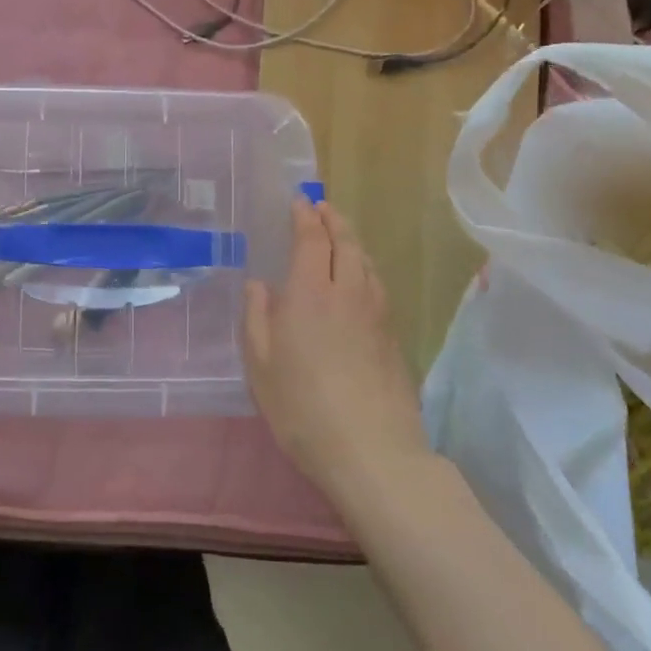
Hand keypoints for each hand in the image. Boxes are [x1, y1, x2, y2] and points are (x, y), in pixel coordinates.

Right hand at [242, 199, 429, 497]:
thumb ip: (257, 318)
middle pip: (346, 242)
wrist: (372, 450)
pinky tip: (360, 282)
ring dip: (352, 242)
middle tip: (322, 207)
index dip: (305, 216)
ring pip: (367, 262)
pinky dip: (365, 269)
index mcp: (310, 293)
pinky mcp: (393, 336)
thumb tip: (259, 285)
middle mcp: (348, 292)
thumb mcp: (260, 366)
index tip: (300, 201)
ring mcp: (377, 313)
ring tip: (341, 237)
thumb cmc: (301, 407)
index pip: (312, 239)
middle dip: (333, 219)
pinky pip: (378, 286)